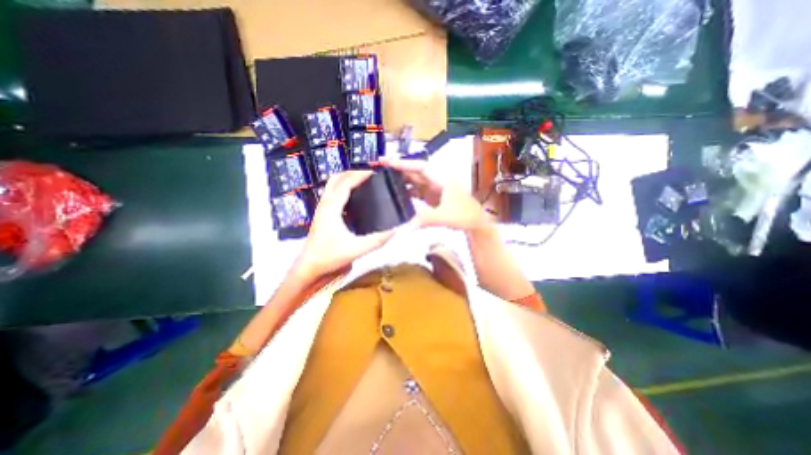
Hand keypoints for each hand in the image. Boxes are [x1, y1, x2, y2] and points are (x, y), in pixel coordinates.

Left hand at [294, 171, 402, 276]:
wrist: (309, 268)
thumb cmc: (329, 257)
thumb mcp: (356, 249)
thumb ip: (377, 240)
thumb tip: (396, 230)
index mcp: (331, 208)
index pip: (346, 183)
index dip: (360, 175)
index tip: (375, 172)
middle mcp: (325, 204)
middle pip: (337, 178)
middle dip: (353, 172)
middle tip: (370, 175)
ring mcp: (322, 209)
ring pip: (333, 185)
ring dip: (347, 179)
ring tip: (364, 182)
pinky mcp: (323, 215)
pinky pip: (333, 194)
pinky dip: (344, 189)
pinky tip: (355, 197)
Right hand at [380, 157, 487, 234]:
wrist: (475, 222)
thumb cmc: (464, 215)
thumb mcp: (444, 216)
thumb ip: (423, 220)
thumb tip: (404, 229)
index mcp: (441, 179)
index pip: (421, 167)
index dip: (404, 164)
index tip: (388, 162)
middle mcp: (436, 180)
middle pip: (415, 172)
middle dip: (399, 169)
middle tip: (380, 168)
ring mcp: (434, 189)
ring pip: (415, 181)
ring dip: (402, 180)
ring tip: (384, 180)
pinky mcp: (432, 197)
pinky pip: (417, 191)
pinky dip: (407, 192)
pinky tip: (398, 195)